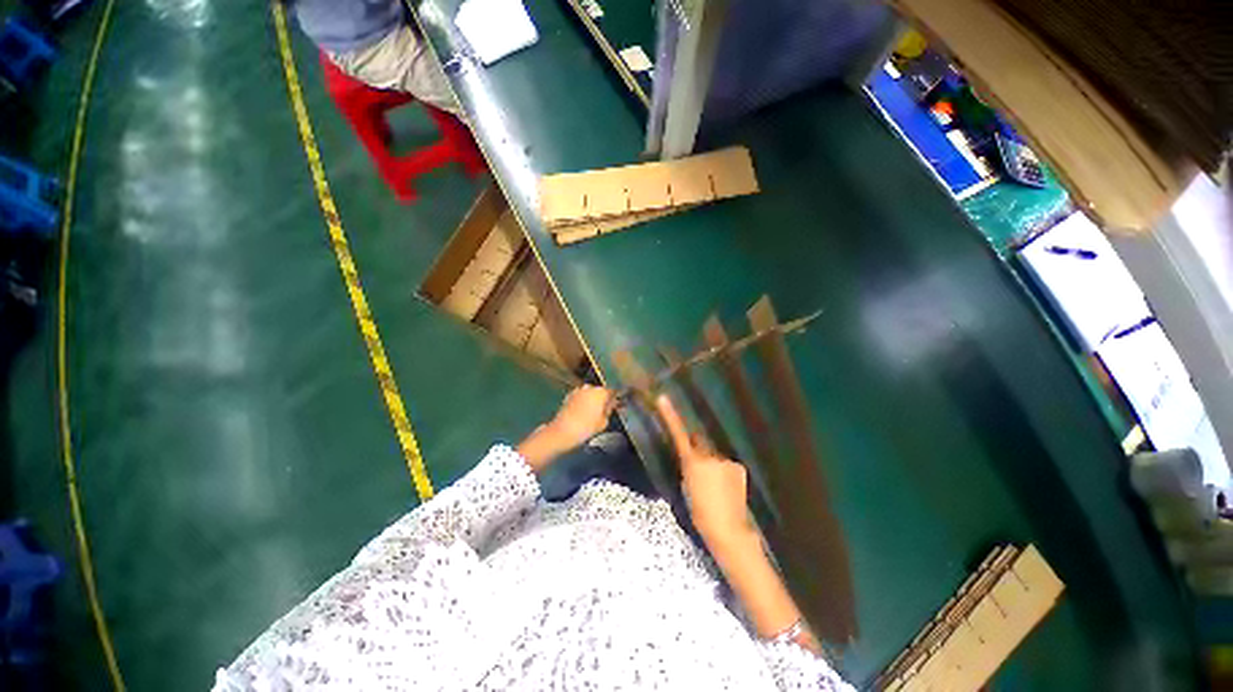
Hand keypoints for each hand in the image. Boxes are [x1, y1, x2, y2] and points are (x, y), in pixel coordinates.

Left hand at [518, 385, 614, 472]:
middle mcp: (589, 387)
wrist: (562, 431)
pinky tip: (582, 412)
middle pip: (600, 391)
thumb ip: (608, 412)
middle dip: (603, 398)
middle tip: (604, 410)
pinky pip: (580, 397)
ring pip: (589, 393)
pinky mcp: (568, 396)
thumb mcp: (603, 422)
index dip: (615, 399)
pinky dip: (583, 402)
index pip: (613, 391)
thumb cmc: (586, 427)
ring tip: (593, 412)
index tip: (616, 406)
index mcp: (601, 392)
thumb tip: (608, 407)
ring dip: (592, 400)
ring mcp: (578, 390)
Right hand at [655, 395, 752, 546]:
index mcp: (692, 462)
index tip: (663, 397)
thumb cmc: (700, 513)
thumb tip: (693, 461)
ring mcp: (725, 460)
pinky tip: (728, 489)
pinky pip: (727, 465)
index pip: (678, 434)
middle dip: (697, 448)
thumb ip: (689, 468)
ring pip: (714, 455)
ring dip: (713, 464)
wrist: (727, 529)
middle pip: (699, 442)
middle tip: (698, 469)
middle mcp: (709, 455)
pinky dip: (725, 472)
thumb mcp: (686, 488)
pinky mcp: (738, 467)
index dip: (669, 415)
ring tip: (716, 487)